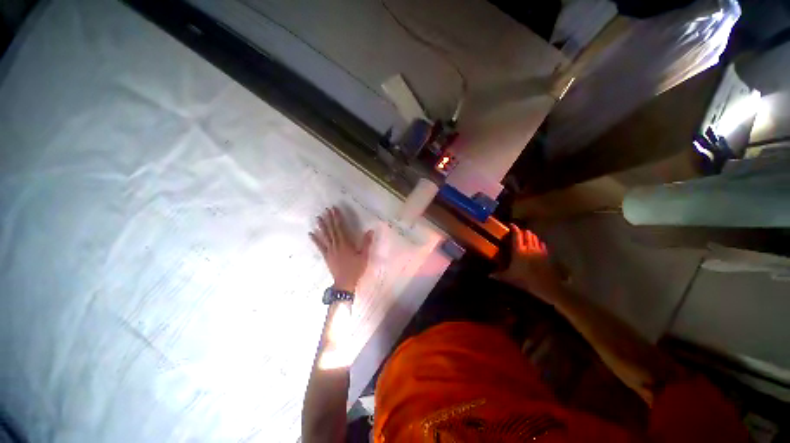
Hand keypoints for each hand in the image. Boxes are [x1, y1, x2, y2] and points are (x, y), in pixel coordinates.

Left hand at [309, 207, 372, 292]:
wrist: (345, 282)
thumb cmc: (356, 269)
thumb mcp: (364, 256)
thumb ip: (366, 243)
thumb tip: (370, 230)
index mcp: (346, 244)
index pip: (341, 228)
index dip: (338, 218)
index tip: (335, 210)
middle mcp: (336, 245)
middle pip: (332, 230)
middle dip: (329, 219)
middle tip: (326, 210)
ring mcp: (330, 250)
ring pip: (325, 236)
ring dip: (322, 226)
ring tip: (318, 218)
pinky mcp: (326, 256)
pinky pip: (320, 246)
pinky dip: (315, 240)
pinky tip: (311, 234)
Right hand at [495, 225, 563, 300]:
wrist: (544, 287)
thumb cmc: (524, 280)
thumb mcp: (508, 278)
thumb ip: (498, 275)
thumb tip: (488, 276)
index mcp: (518, 251)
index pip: (516, 235)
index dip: (514, 228)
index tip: (511, 224)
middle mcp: (529, 248)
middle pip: (527, 235)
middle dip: (523, 231)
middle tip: (519, 231)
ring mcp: (539, 251)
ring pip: (535, 239)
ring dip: (531, 236)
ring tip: (528, 234)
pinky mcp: (547, 256)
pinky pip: (543, 245)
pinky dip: (540, 242)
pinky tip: (539, 243)